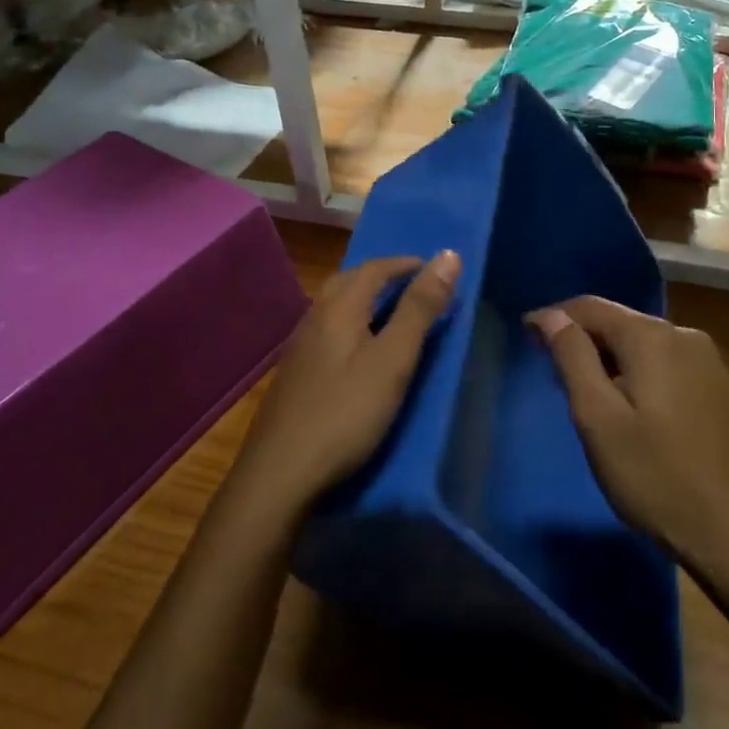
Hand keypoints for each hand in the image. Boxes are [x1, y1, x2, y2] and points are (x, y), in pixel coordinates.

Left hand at [234, 251, 460, 516]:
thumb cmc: (346, 413)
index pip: (375, 268)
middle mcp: (314, 318)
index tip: (436, 269)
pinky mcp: (294, 375)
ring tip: (392, 314)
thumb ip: (420, 309)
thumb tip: (448, 255)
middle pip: (349, 281)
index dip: (407, 264)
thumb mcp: (393, 360)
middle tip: (414, 286)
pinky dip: (351, 324)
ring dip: (364, 299)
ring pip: (334, 307)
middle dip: (383, 276)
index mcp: (339, 308)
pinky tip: (358, 351)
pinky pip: (327, 331)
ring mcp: (299, 348)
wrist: (280, 474)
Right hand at [527, 297, 728, 575]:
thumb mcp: (598, 418)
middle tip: (549, 369)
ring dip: (607, 356)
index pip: (590, 307)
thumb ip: (572, 358)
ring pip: (641, 342)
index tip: (524, 335)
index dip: (553, 317)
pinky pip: (663, 361)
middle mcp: (683, 334)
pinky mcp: (717, 384)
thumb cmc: (654, 476)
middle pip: (618, 321)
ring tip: (581, 388)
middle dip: (581, 338)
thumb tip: (551, 316)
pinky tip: (625, 402)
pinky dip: (635, 370)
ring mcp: (706, 359)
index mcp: (651, 336)